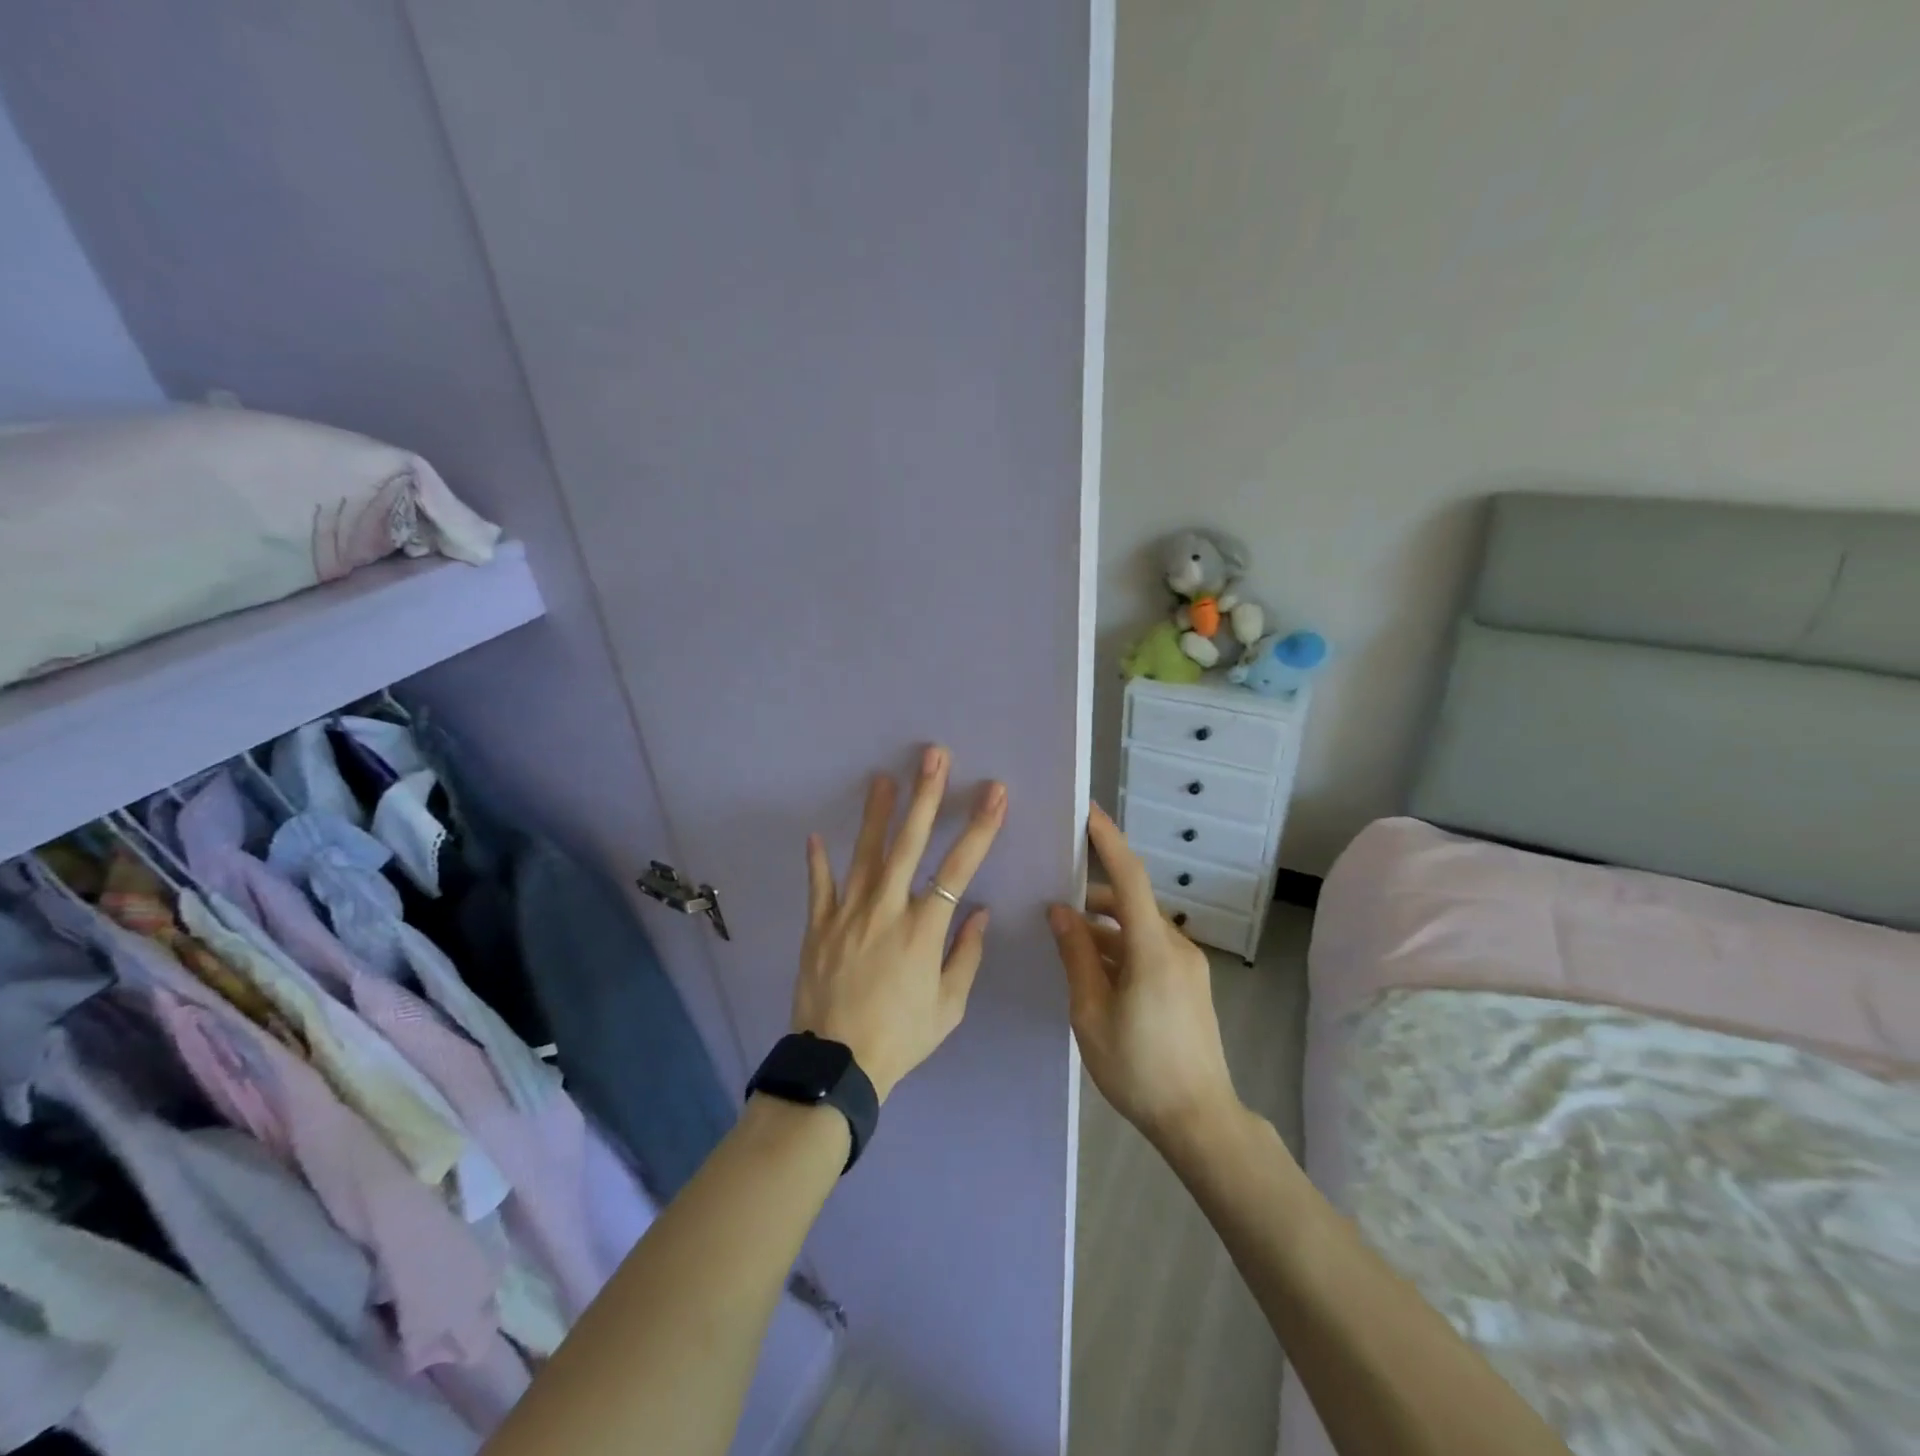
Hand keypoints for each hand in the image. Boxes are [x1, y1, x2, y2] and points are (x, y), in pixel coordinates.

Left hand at [792, 745, 1006, 1101]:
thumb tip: (978, 911)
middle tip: (933, 757)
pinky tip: (816, 834)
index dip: (980, 827)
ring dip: (876, 814)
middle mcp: (886, 910)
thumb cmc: (901, 1036)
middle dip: (926, 797)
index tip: (994, 792)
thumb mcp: (948, 1007)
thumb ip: (965, 955)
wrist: (837, 1065)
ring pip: (864, 854)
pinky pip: (819, 887)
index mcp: (924, 929)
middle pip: (909, 844)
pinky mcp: (819, 927)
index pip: (959, 867)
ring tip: (883, 778)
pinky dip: (818, 861)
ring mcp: (848, 914)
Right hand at [1049, 805, 1240, 1145]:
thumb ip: (1076, 955)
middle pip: (1131, 902)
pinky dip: (1122, 947)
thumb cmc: (1138, 1068)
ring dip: (1106, 927)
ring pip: (1139, 928)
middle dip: (1093, 896)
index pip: (1129, 877)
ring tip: (1068, 942)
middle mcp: (1176, 946)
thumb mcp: (1091, 1012)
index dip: (1108, 841)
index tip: (1088, 812)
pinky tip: (1096, 971)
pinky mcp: (1190, 983)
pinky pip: (1151, 949)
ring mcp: (1188, 965)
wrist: (1200, 1120)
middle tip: (1054, 900)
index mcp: (1152, 949)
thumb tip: (1059, 911)